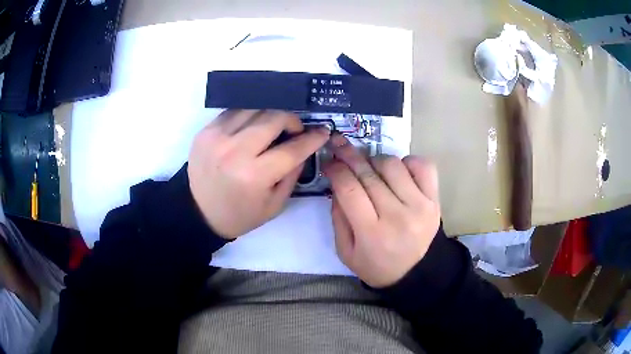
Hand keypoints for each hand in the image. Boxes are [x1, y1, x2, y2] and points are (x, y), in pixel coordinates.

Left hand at [188, 110, 329, 238]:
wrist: (197, 211)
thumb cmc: (239, 214)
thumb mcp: (274, 205)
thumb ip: (293, 174)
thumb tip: (303, 147)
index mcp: (254, 176)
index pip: (292, 149)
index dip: (312, 139)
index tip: (323, 132)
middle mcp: (235, 151)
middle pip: (274, 118)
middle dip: (292, 120)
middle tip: (294, 130)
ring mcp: (217, 137)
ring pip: (255, 108)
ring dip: (271, 114)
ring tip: (274, 127)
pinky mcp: (206, 130)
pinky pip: (235, 111)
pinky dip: (250, 115)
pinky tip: (253, 126)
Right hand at [324, 134, 440, 287]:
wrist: (415, 273)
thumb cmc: (376, 266)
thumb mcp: (346, 251)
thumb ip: (338, 217)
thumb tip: (337, 183)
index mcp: (372, 233)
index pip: (349, 189)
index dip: (336, 169)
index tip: (329, 162)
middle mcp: (398, 216)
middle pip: (369, 174)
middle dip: (349, 156)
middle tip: (339, 146)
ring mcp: (420, 205)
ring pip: (393, 164)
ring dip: (376, 161)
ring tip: (371, 170)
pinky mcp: (435, 200)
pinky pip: (422, 166)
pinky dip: (407, 162)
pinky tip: (398, 173)